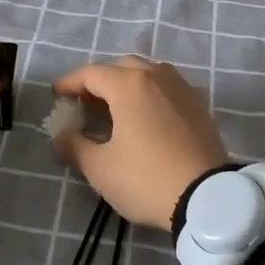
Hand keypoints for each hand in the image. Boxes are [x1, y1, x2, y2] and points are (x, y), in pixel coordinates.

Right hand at [51, 57, 229, 229]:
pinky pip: (167, 87)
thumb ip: (74, 146)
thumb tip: (61, 136)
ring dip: (127, 83)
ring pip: (148, 73)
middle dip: (99, 80)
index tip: (56, 94)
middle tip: (85, 102)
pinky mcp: (199, 104)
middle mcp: (156, 76)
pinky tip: (145, 116)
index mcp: (129, 85)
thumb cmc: (147, 178)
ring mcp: (181, 88)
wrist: (209, 197)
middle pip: (121, 67)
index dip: (69, 83)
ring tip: (115, 107)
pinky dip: (150, 92)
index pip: (91, 73)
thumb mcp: (100, 168)